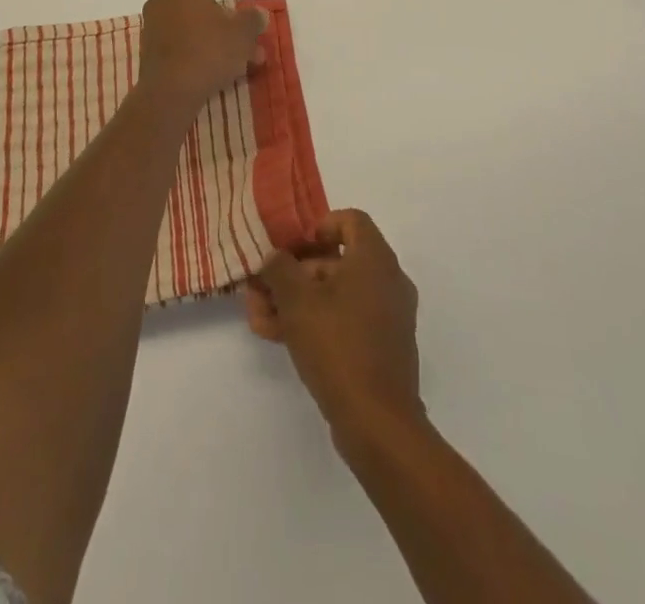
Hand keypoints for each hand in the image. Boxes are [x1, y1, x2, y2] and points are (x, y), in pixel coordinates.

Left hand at [137, 0, 268, 111]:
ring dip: (217, 35)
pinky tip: (224, 68)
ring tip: (245, 56)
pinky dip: (202, 48)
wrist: (168, 94)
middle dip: (223, 12)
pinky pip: (181, 43)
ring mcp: (154, 29)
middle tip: (243, 24)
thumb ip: (253, 19)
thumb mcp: (242, 33)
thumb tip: (257, 13)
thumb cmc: (207, 52)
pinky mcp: (151, 54)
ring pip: (192, 24)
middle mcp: (163, 3)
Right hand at [247, 210, 423, 451]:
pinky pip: (344, 321)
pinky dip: (313, 323)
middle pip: (336, 261)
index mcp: (375, 259)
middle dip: (293, 273)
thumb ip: (280, 268)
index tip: (291, 247)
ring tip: (258, 317)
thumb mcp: (297, 300)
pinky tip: (276, 337)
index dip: (318, 227)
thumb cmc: (338, 345)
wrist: (378, 423)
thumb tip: (274, 257)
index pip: (350, 220)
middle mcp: (387, 280)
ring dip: (295, 301)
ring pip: (334, 295)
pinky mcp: (380, 348)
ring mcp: (387, 317)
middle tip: (260, 287)